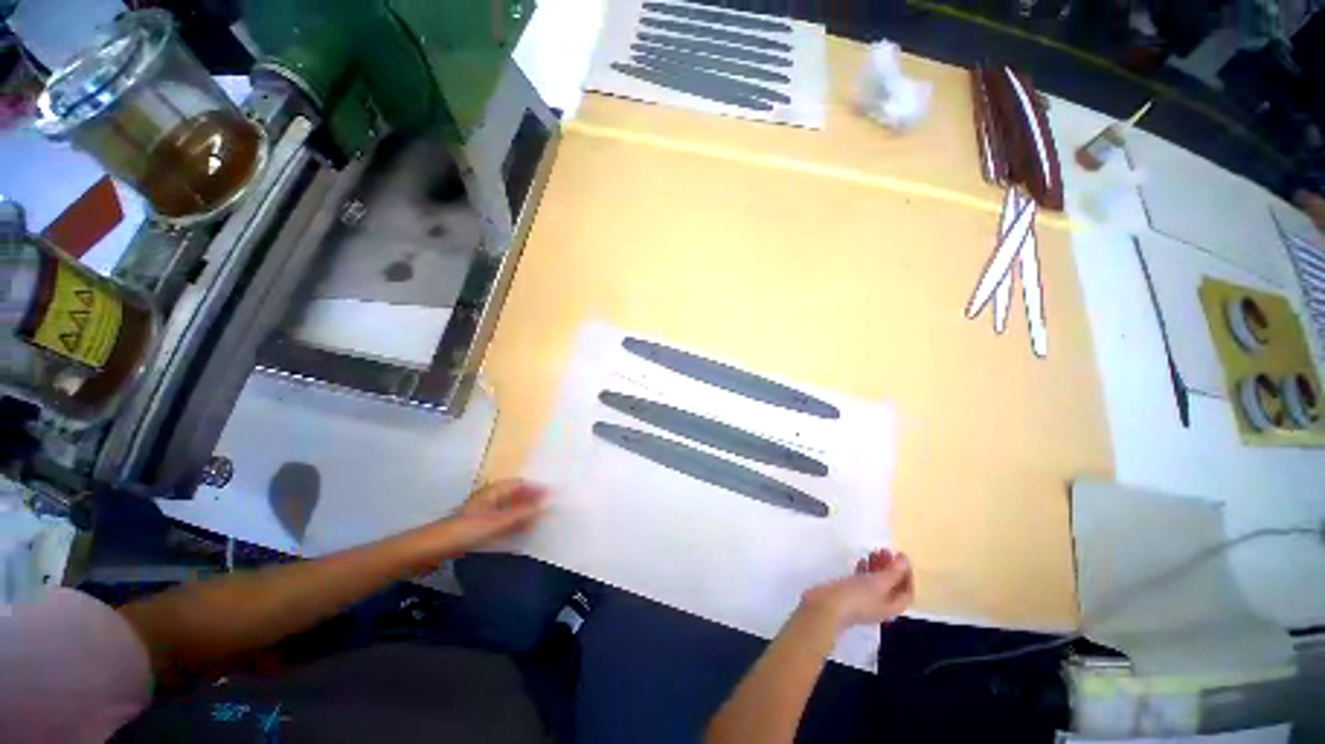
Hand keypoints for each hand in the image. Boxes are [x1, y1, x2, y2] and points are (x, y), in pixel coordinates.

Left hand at [443, 480, 547, 551]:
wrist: (433, 549)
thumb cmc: (466, 529)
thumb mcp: (498, 521)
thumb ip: (523, 512)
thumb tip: (549, 502)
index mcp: (494, 491)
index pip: (520, 484)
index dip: (536, 488)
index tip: (552, 495)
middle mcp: (490, 499)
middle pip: (516, 496)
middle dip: (531, 501)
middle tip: (548, 510)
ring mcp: (484, 513)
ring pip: (510, 510)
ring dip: (524, 514)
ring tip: (539, 521)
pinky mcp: (480, 528)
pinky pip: (503, 522)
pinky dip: (514, 525)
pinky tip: (522, 532)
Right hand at [801, 549, 913, 629]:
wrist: (827, 606)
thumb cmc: (857, 596)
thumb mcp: (878, 583)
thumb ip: (893, 572)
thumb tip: (905, 560)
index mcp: (892, 606)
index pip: (907, 591)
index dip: (907, 574)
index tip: (900, 556)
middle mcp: (881, 604)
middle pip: (892, 585)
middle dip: (891, 567)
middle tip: (884, 550)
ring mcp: (865, 599)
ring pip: (877, 581)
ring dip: (878, 566)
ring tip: (872, 551)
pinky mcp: (851, 593)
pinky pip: (863, 580)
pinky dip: (865, 570)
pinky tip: (860, 561)